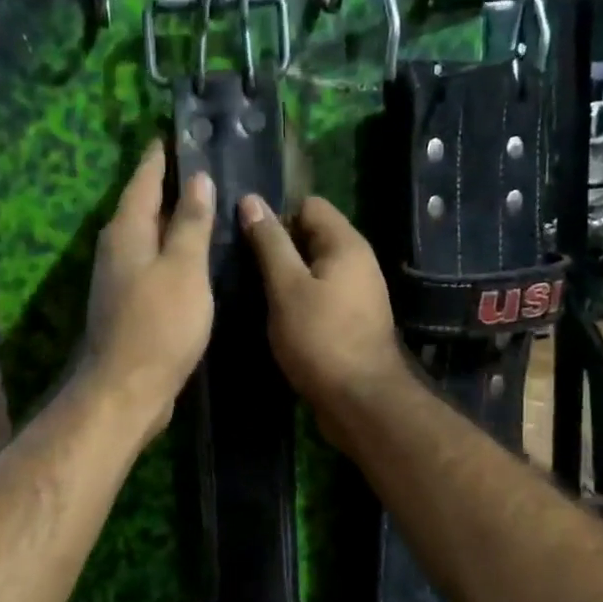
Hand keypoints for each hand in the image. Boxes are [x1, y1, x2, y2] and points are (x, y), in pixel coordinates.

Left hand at [79, 141, 215, 442]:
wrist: (127, 388)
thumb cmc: (159, 324)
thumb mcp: (184, 269)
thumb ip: (191, 224)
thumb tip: (198, 181)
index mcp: (127, 231)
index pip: (144, 179)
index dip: (162, 156)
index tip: (178, 132)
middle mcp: (118, 248)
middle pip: (144, 205)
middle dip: (170, 184)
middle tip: (205, 164)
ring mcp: (120, 277)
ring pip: (149, 236)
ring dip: (173, 219)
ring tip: (207, 204)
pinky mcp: (130, 303)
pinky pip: (154, 263)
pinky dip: (173, 251)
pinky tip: (196, 255)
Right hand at [241, 193, 410, 445]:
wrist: (360, 400)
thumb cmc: (320, 338)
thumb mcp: (286, 287)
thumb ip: (270, 243)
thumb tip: (251, 201)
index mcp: (346, 244)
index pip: (309, 205)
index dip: (277, 216)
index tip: (248, 240)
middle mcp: (357, 262)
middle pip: (311, 236)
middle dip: (278, 247)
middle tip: (242, 266)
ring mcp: (356, 293)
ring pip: (313, 269)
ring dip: (285, 276)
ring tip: (252, 291)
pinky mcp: (350, 320)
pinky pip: (319, 295)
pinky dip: (297, 299)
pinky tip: (274, 315)